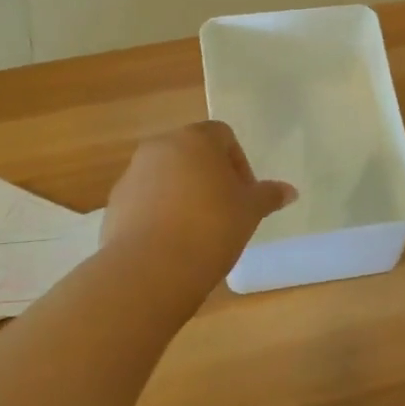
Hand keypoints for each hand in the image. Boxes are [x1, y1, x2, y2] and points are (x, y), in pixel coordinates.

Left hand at [101, 122, 296, 294]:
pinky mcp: (114, 205)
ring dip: (184, 195)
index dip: (239, 164)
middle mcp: (160, 147)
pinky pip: (145, 201)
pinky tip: (173, 243)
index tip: (245, 196)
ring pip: (167, 177)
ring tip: (198, 231)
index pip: (223, 136)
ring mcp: (132, 175)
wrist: (151, 269)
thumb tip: (290, 191)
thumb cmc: (211, 227)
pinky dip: (160, 214)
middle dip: (210, 178)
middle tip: (225, 212)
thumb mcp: (250, 211)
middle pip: (192, 154)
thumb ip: (268, 195)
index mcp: (195, 139)